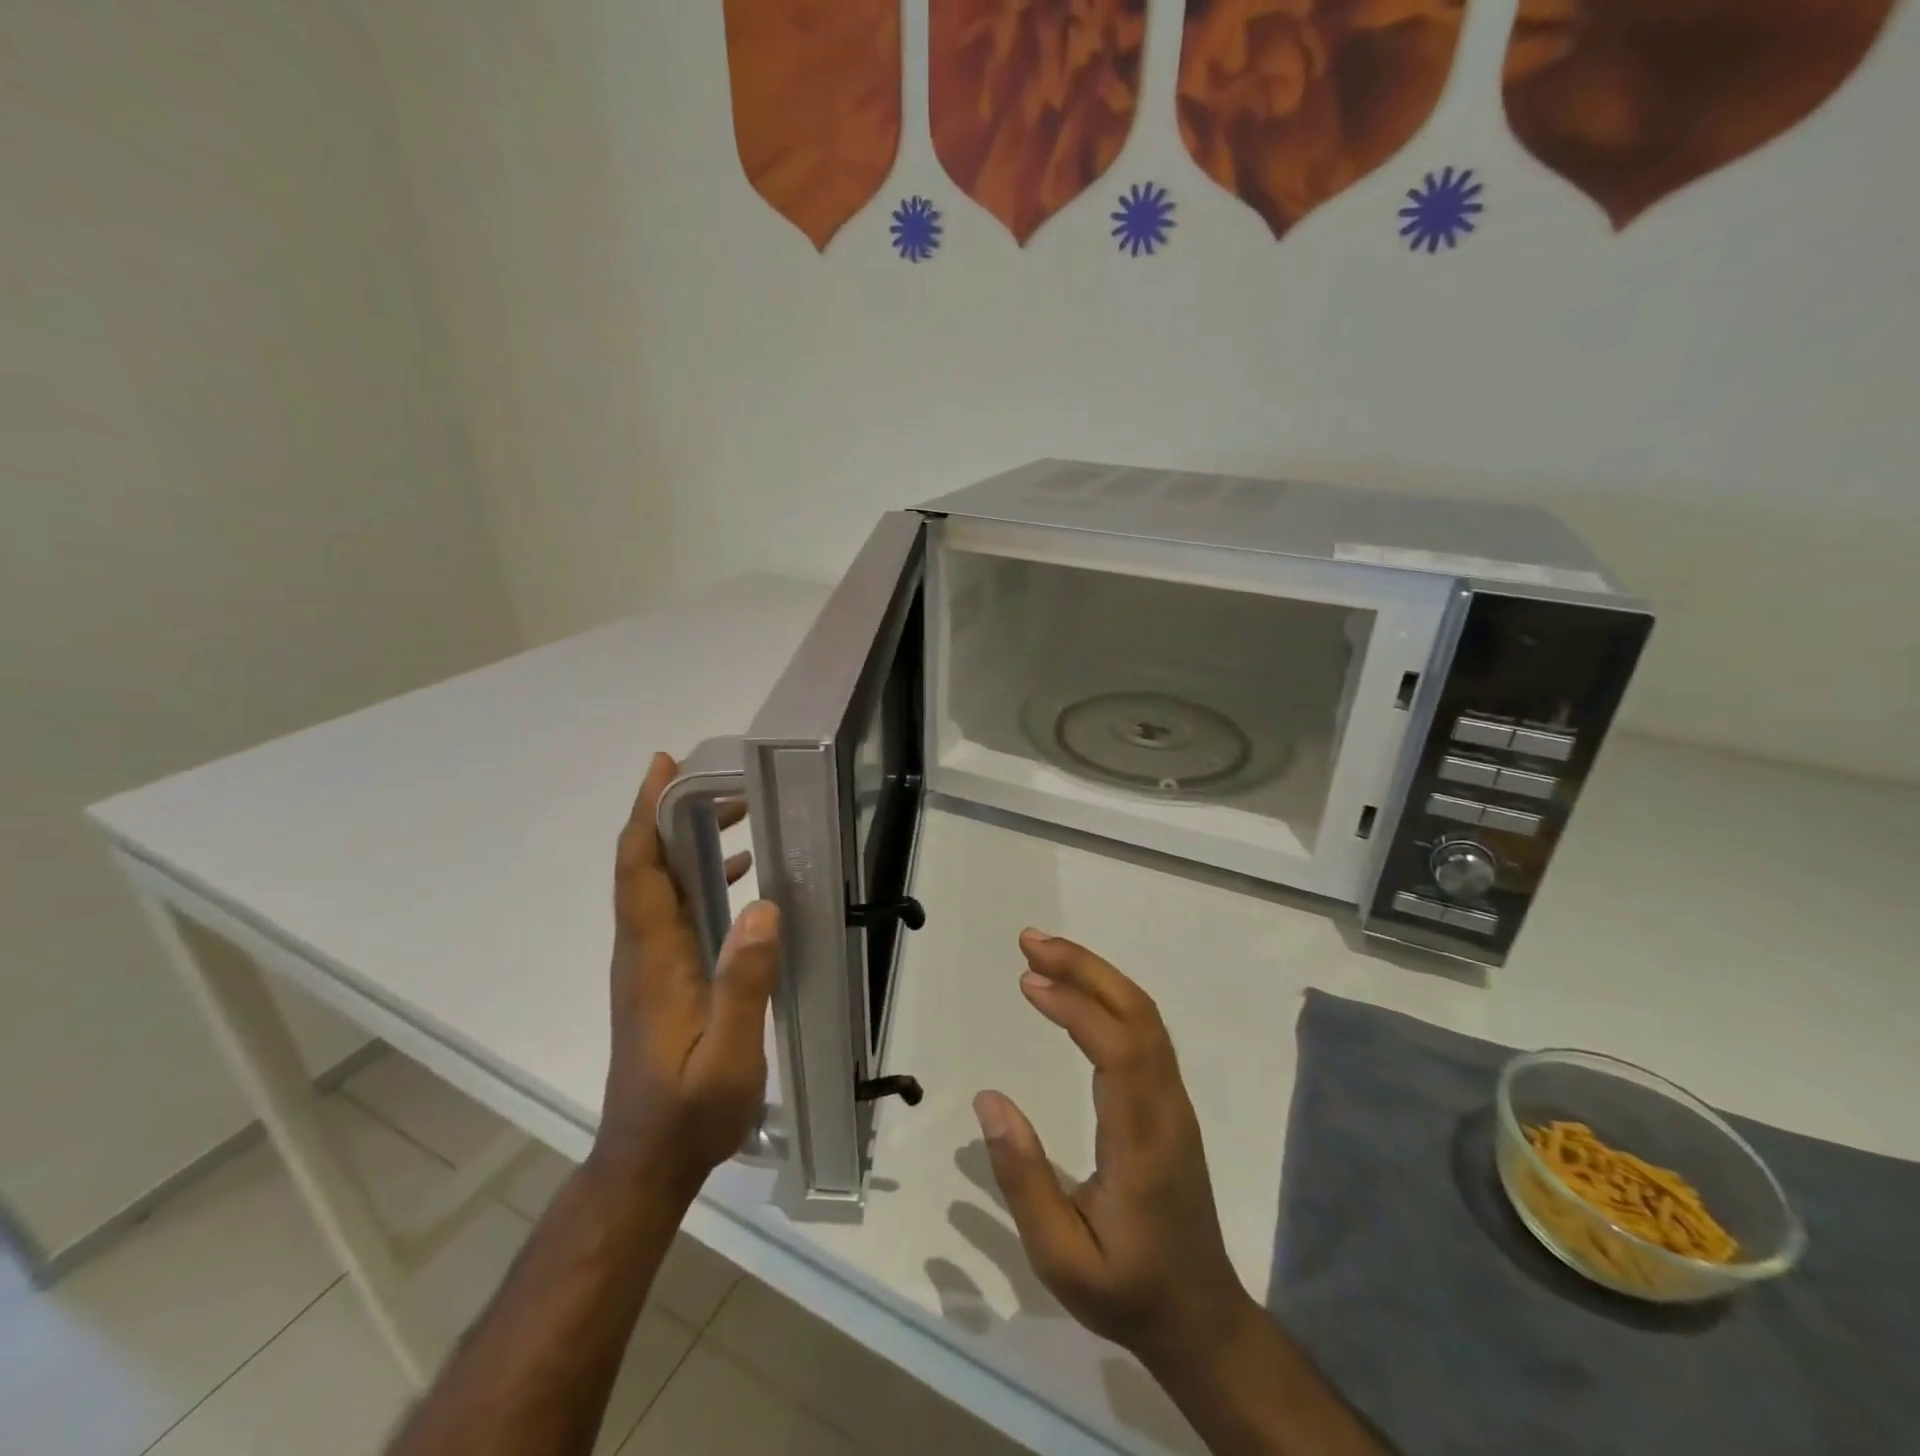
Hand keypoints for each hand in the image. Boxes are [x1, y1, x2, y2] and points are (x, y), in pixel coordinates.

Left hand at [592, 752, 780, 1201]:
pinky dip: (700, 877)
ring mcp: (648, 965)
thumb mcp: (726, 1056)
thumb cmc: (687, 1113)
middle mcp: (642, 951)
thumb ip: (743, 983)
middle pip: (646, 865)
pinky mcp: (660, 978)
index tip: (664, 767)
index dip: (647, 813)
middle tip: (720, 778)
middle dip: (673, 813)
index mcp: (653, 958)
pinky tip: (739, 875)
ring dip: (688, 841)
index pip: (640, 869)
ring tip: (736, 810)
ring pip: (661, 885)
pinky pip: (675, 909)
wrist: (646, 1164)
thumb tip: (765, 906)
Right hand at [973, 931, 1251, 1365]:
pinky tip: (1075, 990)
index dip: (1075, 1006)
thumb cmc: (1127, 1291)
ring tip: (1043, 954)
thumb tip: (989, 1100)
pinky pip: (1144, 1031)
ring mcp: (1174, 1101)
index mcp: (1143, 1142)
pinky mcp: (1169, 1102)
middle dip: (1085, 967)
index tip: (1028, 980)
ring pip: (1145, 1016)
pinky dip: (1108, 997)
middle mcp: (1167, 1107)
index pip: (1118, 1050)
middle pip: (1138, 1014)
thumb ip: (1024, 1180)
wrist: (1200, 1318)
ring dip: (1096, 975)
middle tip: (1030, 940)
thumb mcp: (1061, 1259)